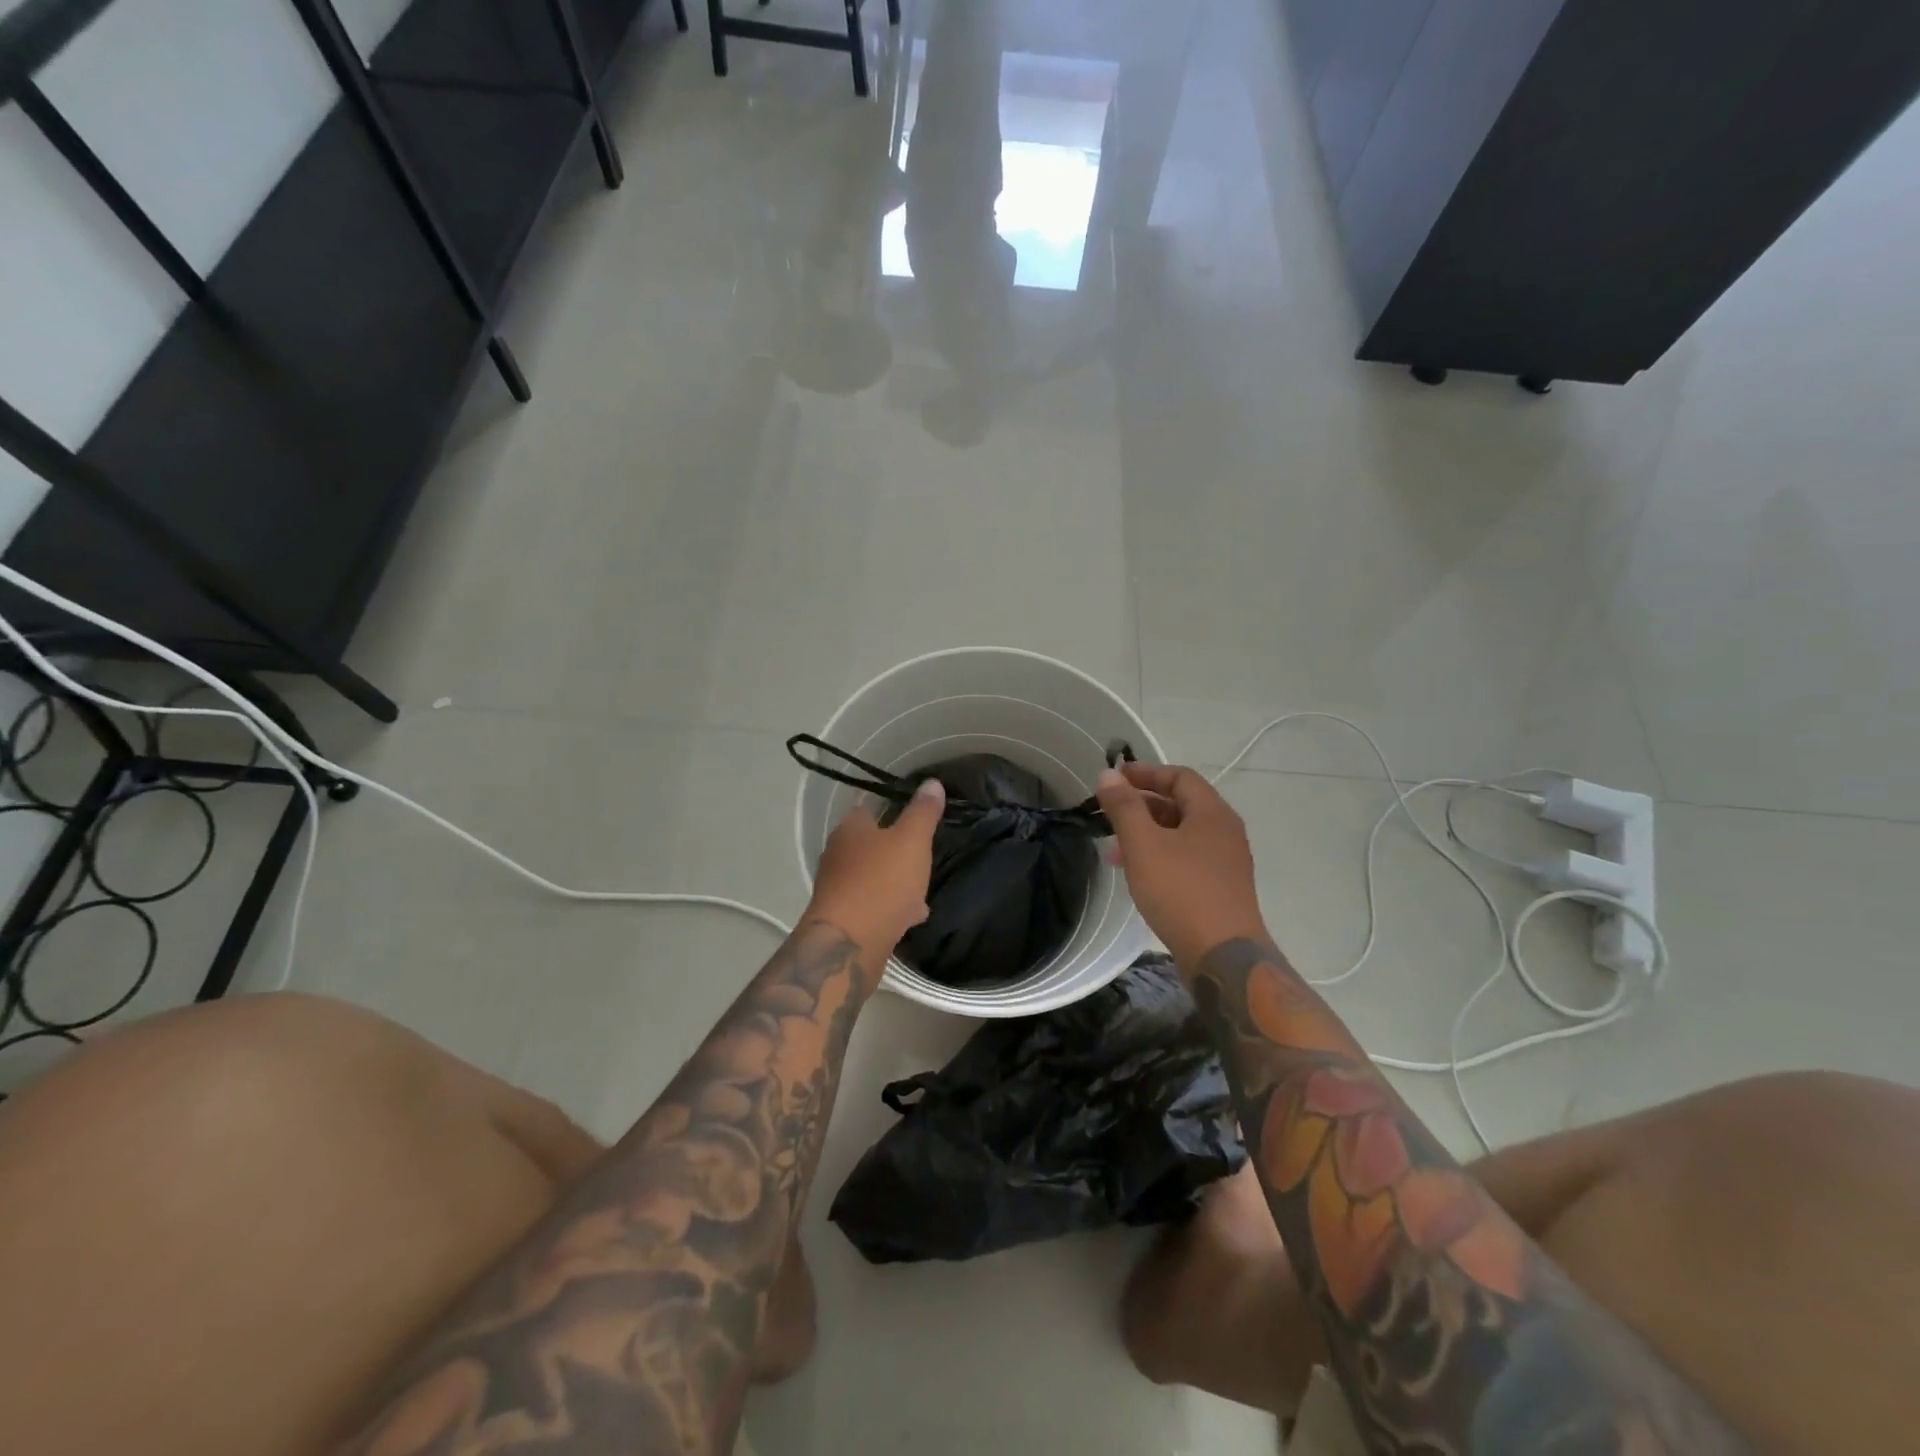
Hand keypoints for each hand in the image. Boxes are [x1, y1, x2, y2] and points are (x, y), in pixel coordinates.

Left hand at [805, 778, 945, 956]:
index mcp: (851, 829)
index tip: (918, 817)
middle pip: (872, 845)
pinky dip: (891, 906)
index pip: (870, 808)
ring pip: (874, 876)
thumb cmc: (881, 882)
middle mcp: (838, 854)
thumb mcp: (912, 840)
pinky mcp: (843, 918)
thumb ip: (923, 812)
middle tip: (924, 855)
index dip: (894, 809)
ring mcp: (837, 888)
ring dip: (897, 882)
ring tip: (923, 890)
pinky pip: (872, 904)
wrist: (849, 944)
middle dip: (897, 851)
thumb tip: (932, 782)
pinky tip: (911, 917)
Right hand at [1096, 762, 1266, 969]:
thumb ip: (1124, 807)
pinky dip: (1159, 857)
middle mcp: (1224, 832)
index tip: (1114, 778)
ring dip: (1147, 835)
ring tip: (1115, 852)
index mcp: (1212, 813)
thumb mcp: (1144, 844)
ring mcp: (1225, 863)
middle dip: (1141, 806)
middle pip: (1180, 805)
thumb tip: (1108, 773)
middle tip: (1109, 815)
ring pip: (1180, 835)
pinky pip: (1186, 860)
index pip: (1179, 777)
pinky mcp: (1220, 889)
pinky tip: (1138, 876)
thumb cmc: (1181, 891)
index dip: (1146, 772)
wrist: (1222, 956)